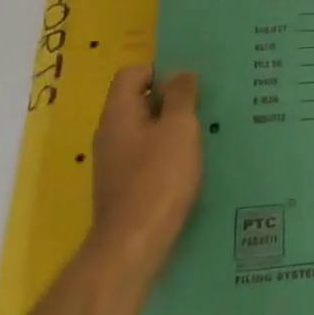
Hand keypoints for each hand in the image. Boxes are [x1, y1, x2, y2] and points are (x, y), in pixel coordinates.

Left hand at [90, 67, 202, 263]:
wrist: (134, 244)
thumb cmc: (159, 178)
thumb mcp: (179, 129)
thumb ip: (181, 97)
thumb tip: (180, 73)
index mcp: (118, 114)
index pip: (132, 74)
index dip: (159, 70)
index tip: (189, 82)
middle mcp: (110, 134)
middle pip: (137, 101)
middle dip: (170, 99)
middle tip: (203, 104)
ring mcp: (114, 162)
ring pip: (144, 130)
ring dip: (171, 127)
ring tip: (203, 133)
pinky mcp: (123, 186)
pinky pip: (146, 155)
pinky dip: (166, 152)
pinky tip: (190, 164)